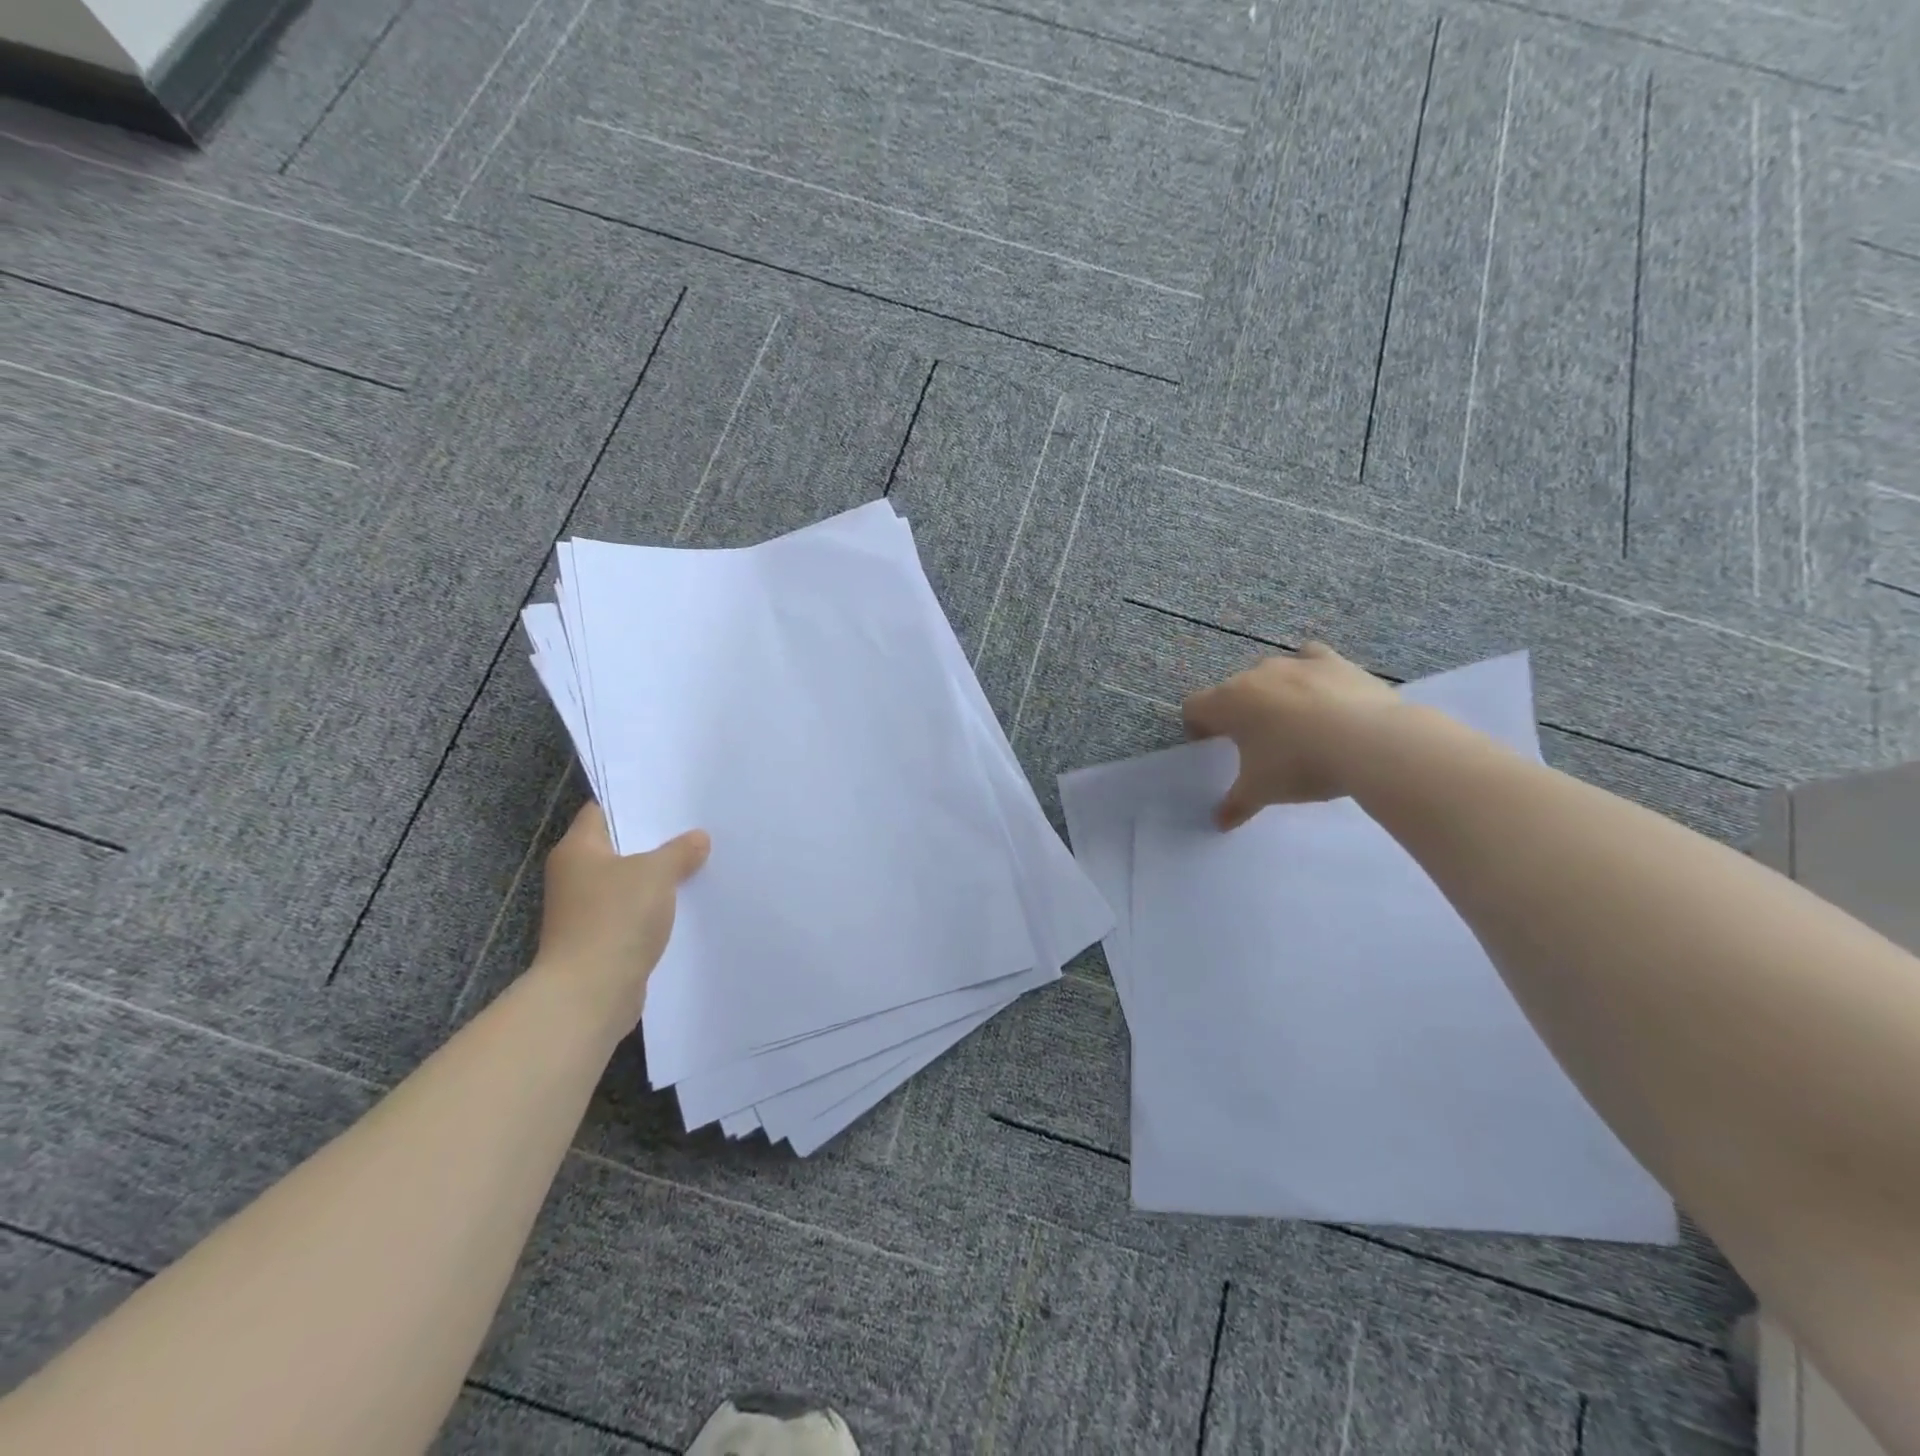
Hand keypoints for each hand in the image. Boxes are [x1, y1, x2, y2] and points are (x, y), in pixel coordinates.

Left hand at [534, 801, 709, 1024]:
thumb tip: (698, 839)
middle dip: (656, 840)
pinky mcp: (601, 939)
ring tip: (700, 861)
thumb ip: (679, 851)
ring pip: (629, 881)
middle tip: (696, 826)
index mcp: (578, 850)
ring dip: (659, 876)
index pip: (603, 811)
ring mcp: (586, 910)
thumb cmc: (615, 919)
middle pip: (620, 847)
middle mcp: (575, 876)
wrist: (589, 994)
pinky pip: (633, 912)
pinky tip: (687, 902)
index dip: (635, 802)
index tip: (672, 798)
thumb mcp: (656, 873)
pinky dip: (656, 906)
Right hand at [1181, 643, 1400, 828]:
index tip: (1213, 748)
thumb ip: (1235, 804)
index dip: (1197, 728)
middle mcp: (1254, 675)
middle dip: (1236, 713)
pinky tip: (1319, 692)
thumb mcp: (1261, 791)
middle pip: (1231, 690)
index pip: (1193, 707)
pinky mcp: (1331, 661)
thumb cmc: (1299, 764)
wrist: (1369, 741)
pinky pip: (1309, 658)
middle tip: (1254, 744)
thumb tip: (1219, 822)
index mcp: (1227, 702)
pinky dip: (1308, 673)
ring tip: (1292, 724)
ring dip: (1271, 695)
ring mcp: (1294, 664)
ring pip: (1269, 675)